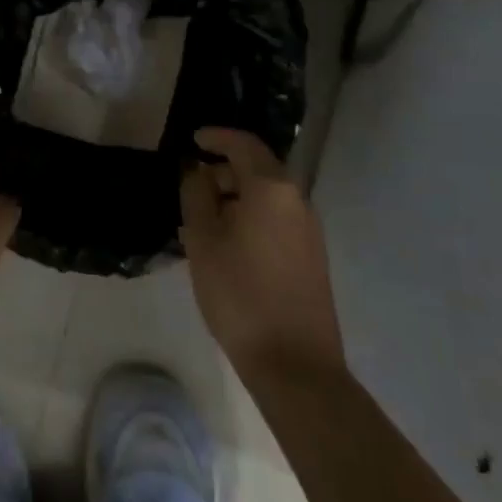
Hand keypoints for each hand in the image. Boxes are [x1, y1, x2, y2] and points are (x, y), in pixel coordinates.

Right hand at [181, 128, 347, 392]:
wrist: (295, 365)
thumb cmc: (240, 294)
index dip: (216, 137)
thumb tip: (196, 169)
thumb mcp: (203, 240)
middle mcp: (296, 200)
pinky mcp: (311, 256)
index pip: (243, 144)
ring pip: (266, 196)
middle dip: (223, 170)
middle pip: (257, 168)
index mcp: (271, 188)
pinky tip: (227, 244)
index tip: (193, 140)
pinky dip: (250, 216)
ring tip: (202, 220)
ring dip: (235, 196)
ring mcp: (308, 229)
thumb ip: (196, 194)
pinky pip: (275, 219)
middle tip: (190, 187)